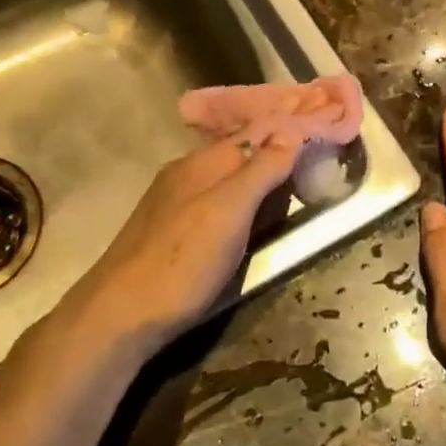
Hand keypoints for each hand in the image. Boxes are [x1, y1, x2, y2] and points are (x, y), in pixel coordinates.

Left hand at [55, 131, 301, 357]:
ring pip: (227, 181)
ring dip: (260, 181)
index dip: (289, 129)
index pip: (256, 132)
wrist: (119, 315)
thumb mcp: (229, 212)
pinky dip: (242, 205)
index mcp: (203, 163)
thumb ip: (261, 171)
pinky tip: (251, 220)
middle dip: (277, 155)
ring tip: (293, 189)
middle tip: (317, 164)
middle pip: (242, 155)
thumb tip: (292, 130)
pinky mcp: (170, 232)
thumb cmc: (181, 261)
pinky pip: (216, 204)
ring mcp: (175, 203)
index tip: (325, 129)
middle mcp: (187, 174)